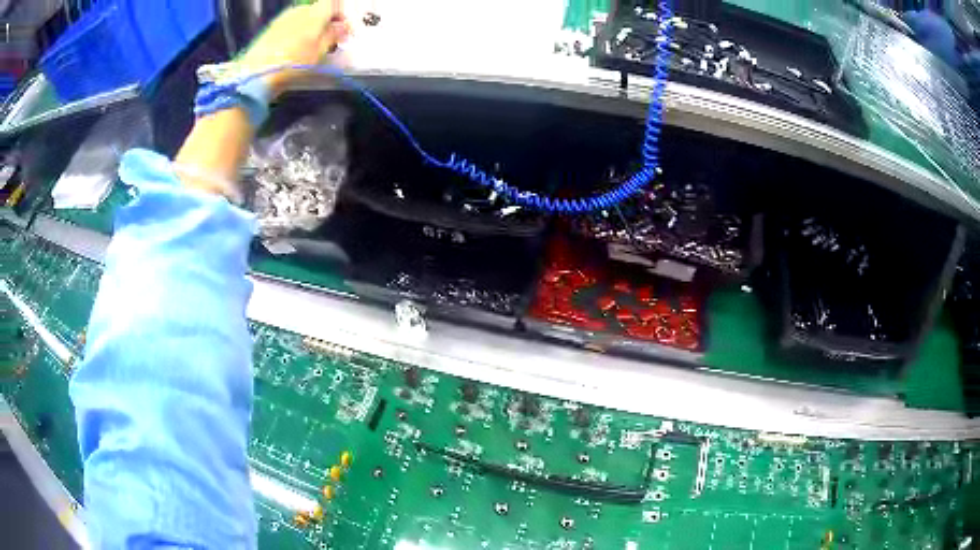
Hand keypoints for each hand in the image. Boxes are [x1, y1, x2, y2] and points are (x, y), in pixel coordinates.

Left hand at [239, 0, 351, 96]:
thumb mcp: (319, 52)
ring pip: (303, 16)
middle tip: (328, 38)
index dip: (340, 14)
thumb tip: (343, 26)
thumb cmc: (292, 64)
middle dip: (325, 21)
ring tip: (310, 44)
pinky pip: (290, 24)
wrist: (256, 75)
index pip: (332, 4)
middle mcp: (299, 11)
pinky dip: (296, 31)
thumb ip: (333, 35)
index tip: (343, 29)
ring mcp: (282, 18)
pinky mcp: (270, 28)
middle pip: (317, 9)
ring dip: (310, 26)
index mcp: (314, 14)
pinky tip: (294, 47)